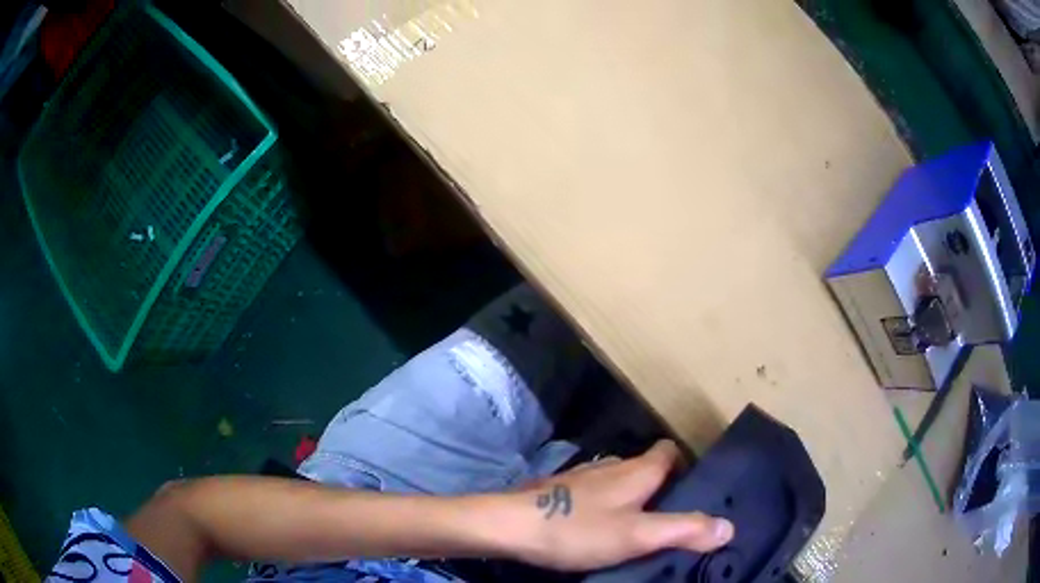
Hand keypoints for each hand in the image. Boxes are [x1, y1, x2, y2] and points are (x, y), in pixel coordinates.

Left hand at [506, 440, 733, 571]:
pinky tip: (600, 528)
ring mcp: (582, 478)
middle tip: (673, 517)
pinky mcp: (560, 492)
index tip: (695, 489)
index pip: (670, 451)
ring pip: (619, 481)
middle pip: (646, 467)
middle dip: (662, 487)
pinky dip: (606, 506)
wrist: (509, 525)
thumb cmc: (578, 529)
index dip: (686, 465)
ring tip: (640, 526)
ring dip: (633, 498)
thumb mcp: (638, 535)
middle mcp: (611, 466)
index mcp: (636, 471)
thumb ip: (685, 530)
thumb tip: (730, 526)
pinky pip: (594, 494)